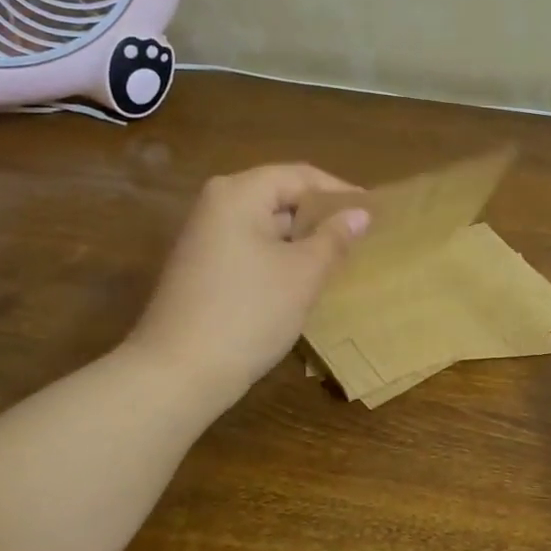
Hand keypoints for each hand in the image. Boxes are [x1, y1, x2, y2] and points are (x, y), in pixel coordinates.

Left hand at [127, 164, 368, 413]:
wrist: (177, 374)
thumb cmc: (248, 313)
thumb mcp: (303, 273)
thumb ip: (334, 237)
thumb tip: (360, 213)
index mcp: (239, 193)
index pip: (300, 175)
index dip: (340, 192)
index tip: (374, 212)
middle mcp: (217, 205)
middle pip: (281, 196)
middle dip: (321, 216)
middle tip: (361, 236)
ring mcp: (205, 237)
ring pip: (267, 225)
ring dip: (303, 239)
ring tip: (341, 258)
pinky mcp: (202, 268)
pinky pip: (252, 247)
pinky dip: (281, 257)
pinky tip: (305, 280)